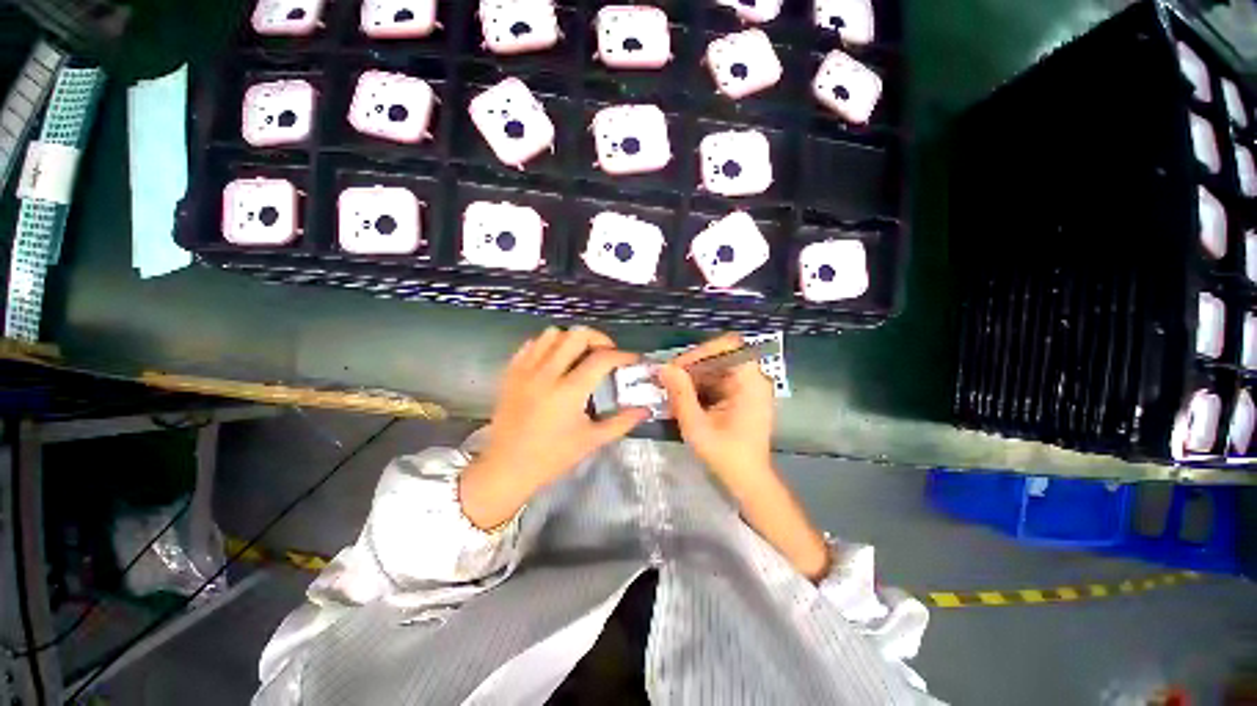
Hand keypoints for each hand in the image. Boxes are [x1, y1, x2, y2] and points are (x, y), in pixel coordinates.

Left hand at [460, 327, 649, 528]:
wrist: (506, 468)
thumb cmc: (552, 457)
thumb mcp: (591, 441)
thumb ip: (622, 422)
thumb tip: (646, 409)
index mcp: (568, 392)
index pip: (601, 359)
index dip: (622, 355)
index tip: (632, 359)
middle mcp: (546, 374)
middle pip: (576, 336)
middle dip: (598, 339)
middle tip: (606, 353)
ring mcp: (525, 370)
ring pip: (552, 333)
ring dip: (572, 339)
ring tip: (580, 354)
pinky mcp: (510, 372)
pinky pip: (531, 344)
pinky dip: (547, 344)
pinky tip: (555, 359)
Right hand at [657, 333, 775, 487]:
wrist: (748, 481)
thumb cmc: (726, 456)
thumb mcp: (696, 425)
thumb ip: (680, 393)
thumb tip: (664, 367)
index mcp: (750, 381)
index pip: (727, 346)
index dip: (700, 352)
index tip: (677, 367)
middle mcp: (753, 378)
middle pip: (718, 357)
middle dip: (690, 367)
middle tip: (667, 381)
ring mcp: (748, 387)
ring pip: (715, 369)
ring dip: (692, 378)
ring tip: (670, 392)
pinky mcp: (742, 396)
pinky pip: (717, 381)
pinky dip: (699, 388)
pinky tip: (683, 401)